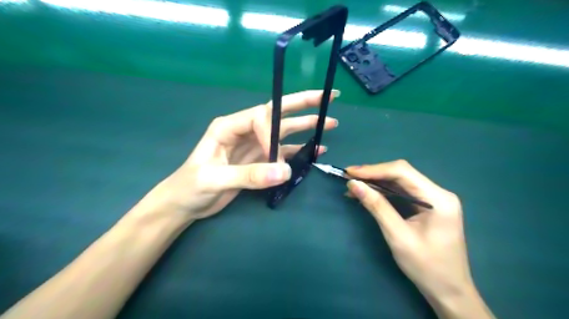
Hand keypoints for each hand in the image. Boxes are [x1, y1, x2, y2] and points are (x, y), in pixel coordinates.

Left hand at [139, 89, 338, 222]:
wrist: (184, 204)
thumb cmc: (190, 187)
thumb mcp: (214, 179)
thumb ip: (249, 175)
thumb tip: (285, 172)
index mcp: (229, 126)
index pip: (259, 117)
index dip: (273, 131)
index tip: (276, 155)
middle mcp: (244, 131)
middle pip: (277, 113)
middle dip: (303, 104)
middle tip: (328, 97)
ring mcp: (253, 146)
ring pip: (284, 132)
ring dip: (306, 127)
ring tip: (329, 123)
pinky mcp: (259, 161)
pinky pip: (283, 153)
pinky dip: (299, 151)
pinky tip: (315, 150)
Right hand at [344, 162, 496, 318]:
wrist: (449, 291)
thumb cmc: (426, 267)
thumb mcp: (398, 236)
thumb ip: (377, 207)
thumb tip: (354, 185)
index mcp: (438, 198)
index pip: (402, 172)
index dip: (374, 169)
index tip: (350, 173)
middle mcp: (438, 193)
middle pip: (401, 174)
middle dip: (373, 174)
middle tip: (348, 177)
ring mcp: (433, 199)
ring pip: (400, 182)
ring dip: (376, 182)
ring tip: (353, 185)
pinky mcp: (427, 206)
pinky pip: (402, 193)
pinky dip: (383, 192)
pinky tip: (367, 194)